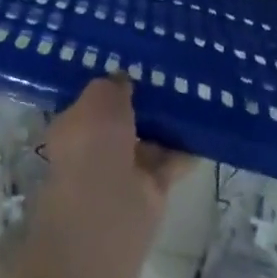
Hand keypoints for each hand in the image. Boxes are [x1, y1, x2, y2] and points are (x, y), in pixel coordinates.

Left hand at [35, 76, 194, 277]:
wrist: (106, 211)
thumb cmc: (92, 142)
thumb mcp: (99, 96)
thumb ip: (112, 85)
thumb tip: (123, 81)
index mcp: (72, 127)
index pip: (91, 103)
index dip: (110, 86)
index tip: (132, 66)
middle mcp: (94, 151)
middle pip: (121, 122)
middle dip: (141, 104)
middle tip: (167, 76)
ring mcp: (123, 174)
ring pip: (147, 142)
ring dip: (165, 126)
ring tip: (190, 95)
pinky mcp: (150, 194)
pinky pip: (170, 164)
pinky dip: (185, 150)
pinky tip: (204, 129)